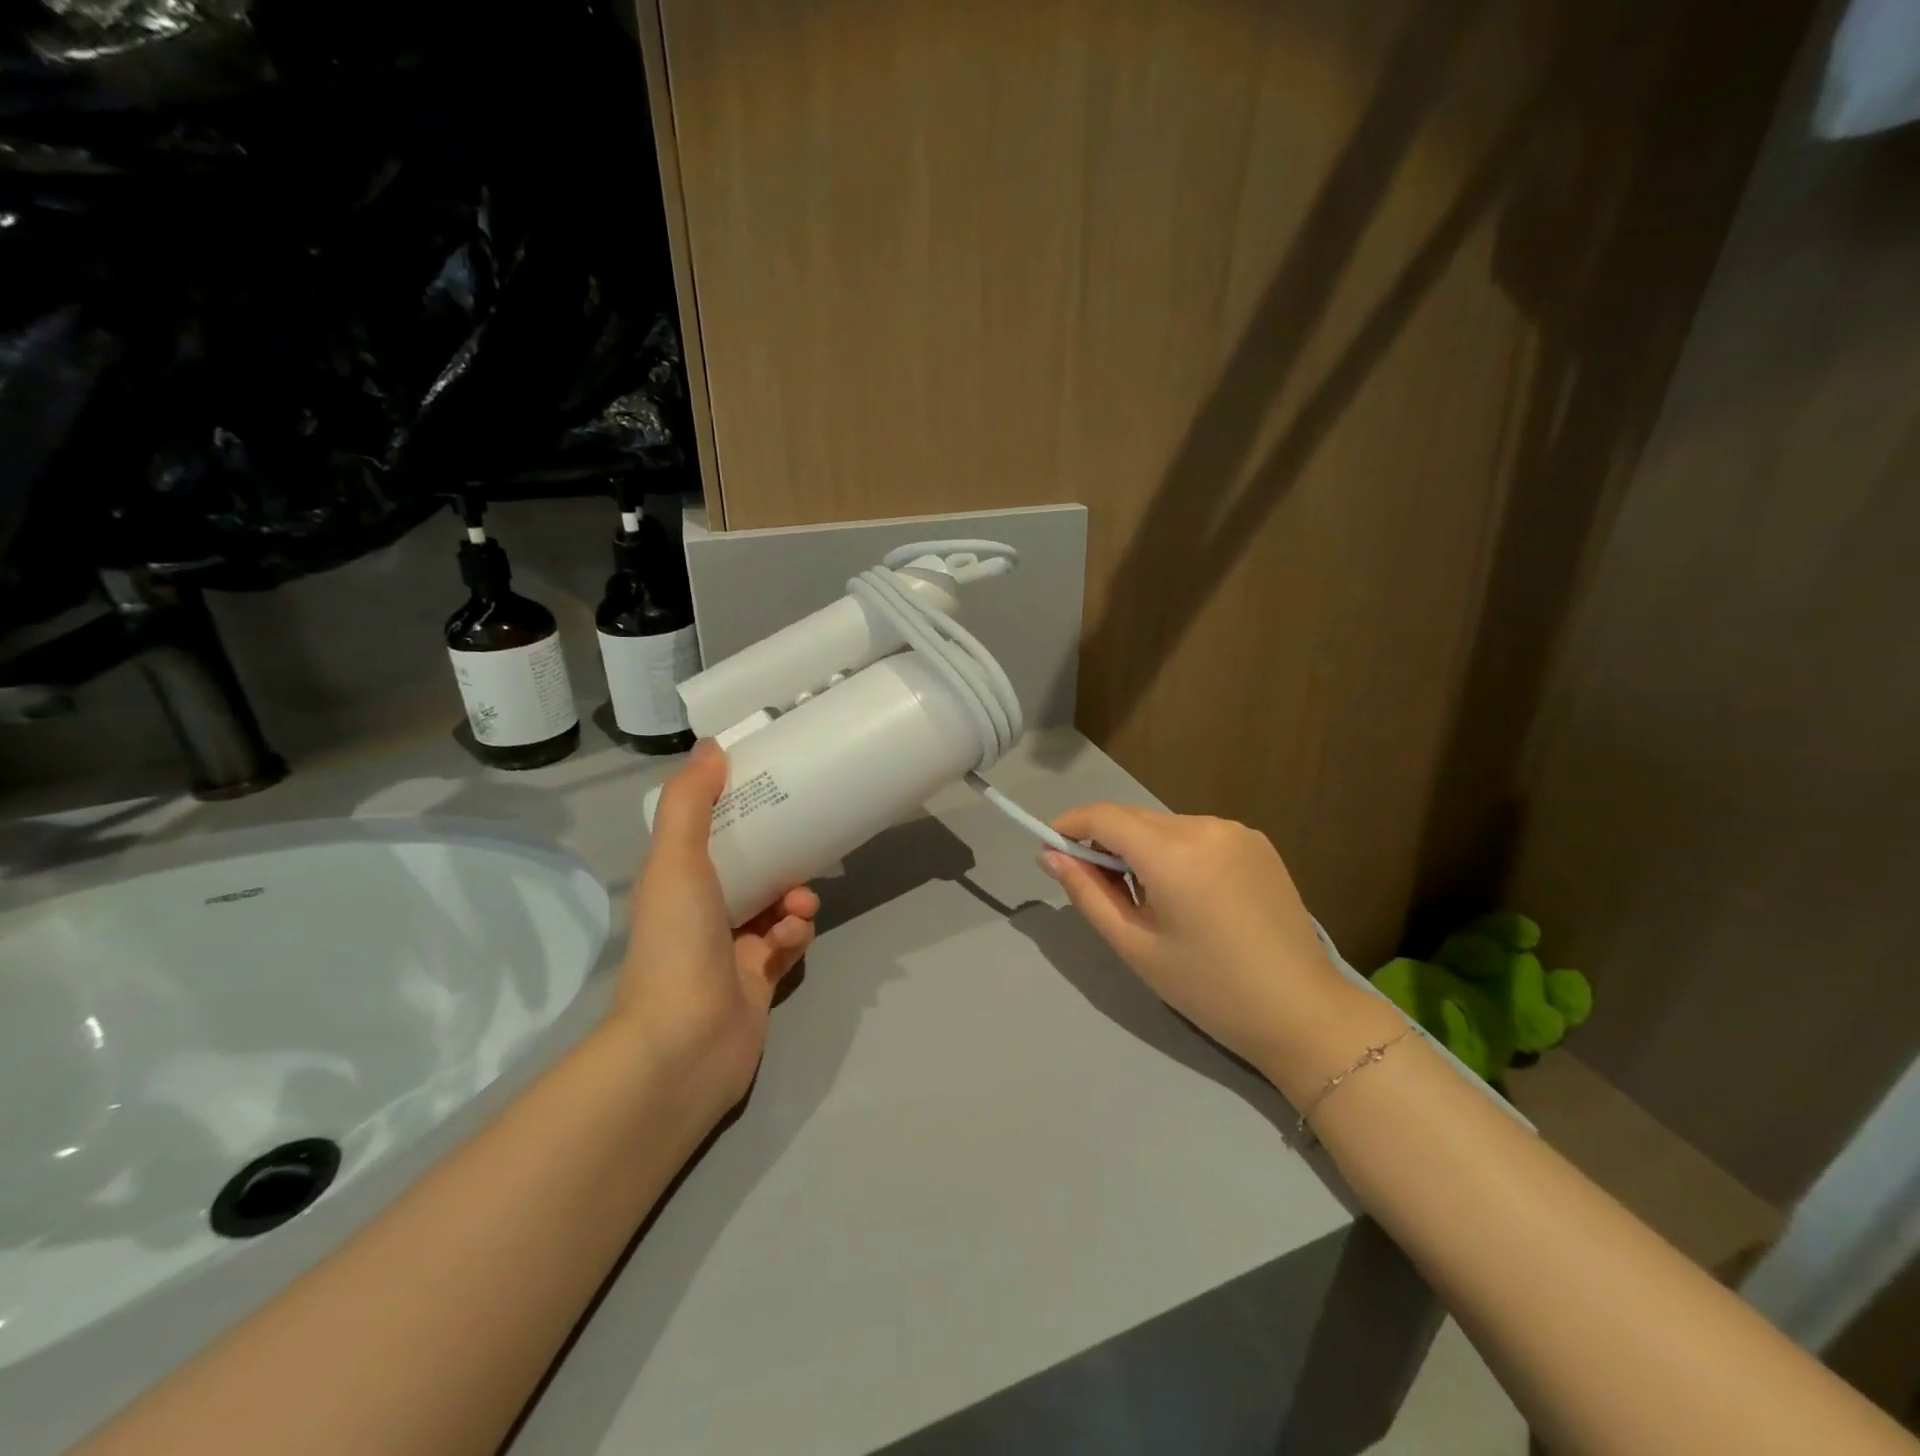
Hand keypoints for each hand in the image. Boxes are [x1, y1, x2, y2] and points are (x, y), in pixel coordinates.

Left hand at [615, 741, 818, 1121]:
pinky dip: (795, 936)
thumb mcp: (675, 861)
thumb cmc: (677, 943)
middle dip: (781, 854)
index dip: (738, 808)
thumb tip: (712, 747)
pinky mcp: (760, 977)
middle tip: (805, 842)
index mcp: (676, 880)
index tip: (772, 788)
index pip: (709, 832)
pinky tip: (791, 940)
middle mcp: (701, 910)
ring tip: (799, 905)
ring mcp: (731, 947)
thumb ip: (689, 802)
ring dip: (794, 897)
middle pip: (750, 865)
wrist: (685, 1044)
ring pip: (776, 903)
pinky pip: (788, 942)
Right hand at [1041, 804, 1393, 1096]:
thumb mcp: (1136, 946)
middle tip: (1096, 887)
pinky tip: (1187, 894)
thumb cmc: (1210, 989)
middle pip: (1135, 819)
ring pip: (1165, 825)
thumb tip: (1049, 856)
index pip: (1105, 817)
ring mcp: (1236, 831)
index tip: (1050, 847)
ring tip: (1147, 899)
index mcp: (1174, 854)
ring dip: (1142, 848)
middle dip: (1105, 841)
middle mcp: (1205, 826)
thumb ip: (1087, 894)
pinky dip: (1176, 851)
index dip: (1070, 824)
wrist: (1302, 1012)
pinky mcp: (1257, 842)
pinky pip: (1197, 834)